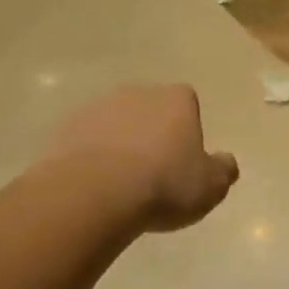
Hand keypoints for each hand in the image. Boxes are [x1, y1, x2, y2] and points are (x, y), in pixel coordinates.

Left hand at [41, 85, 238, 232]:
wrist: (93, 195)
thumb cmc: (164, 185)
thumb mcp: (210, 186)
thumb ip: (223, 170)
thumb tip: (226, 162)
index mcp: (177, 99)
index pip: (187, 103)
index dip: (186, 129)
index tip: (183, 159)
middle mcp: (137, 93)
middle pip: (149, 110)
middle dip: (151, 133)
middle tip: (153, 172)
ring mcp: (97, 108)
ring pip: (115, 124)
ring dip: (118, 144)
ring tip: (120, 184)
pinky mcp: (63, 129)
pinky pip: (84, 141)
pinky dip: (89, 158)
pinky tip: (93, 187)